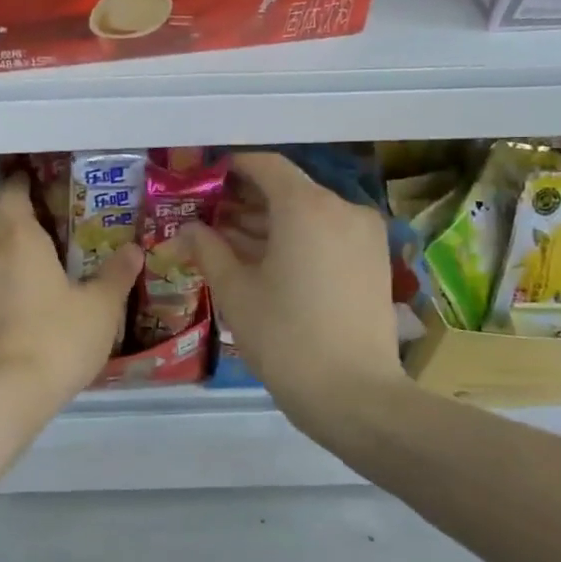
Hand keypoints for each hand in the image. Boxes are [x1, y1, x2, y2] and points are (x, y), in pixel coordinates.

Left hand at [0, 174, 142, 412]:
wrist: (1, 395)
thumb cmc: (56, 338)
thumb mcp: (100, 307)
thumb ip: (116, 275)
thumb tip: (133, 249)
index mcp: (18, 239)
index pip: (12, 195)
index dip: (22, 184)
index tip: (36, 181)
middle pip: (1, 228)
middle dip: (23, 227)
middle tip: (54, 233)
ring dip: (11, 262)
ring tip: (42, 273)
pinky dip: (3, 292)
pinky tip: (25, 312)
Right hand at [179, 152, 402, 436]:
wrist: (355, 396)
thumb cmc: (285, 337)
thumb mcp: (235, 292)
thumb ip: (208, 249)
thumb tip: (187, 228)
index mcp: (306, 206)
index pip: (265, 165)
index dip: (231, 167)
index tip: (203, 178)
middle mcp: (341, 208)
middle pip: (286, 189)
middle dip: (245, 200)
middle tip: (207, 217)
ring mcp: (363, 234)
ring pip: (307, 214)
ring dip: (268, 223)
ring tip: (227, 242)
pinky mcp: (373, 260)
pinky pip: (326, 234)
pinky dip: (295, 239)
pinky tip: (263, 261)